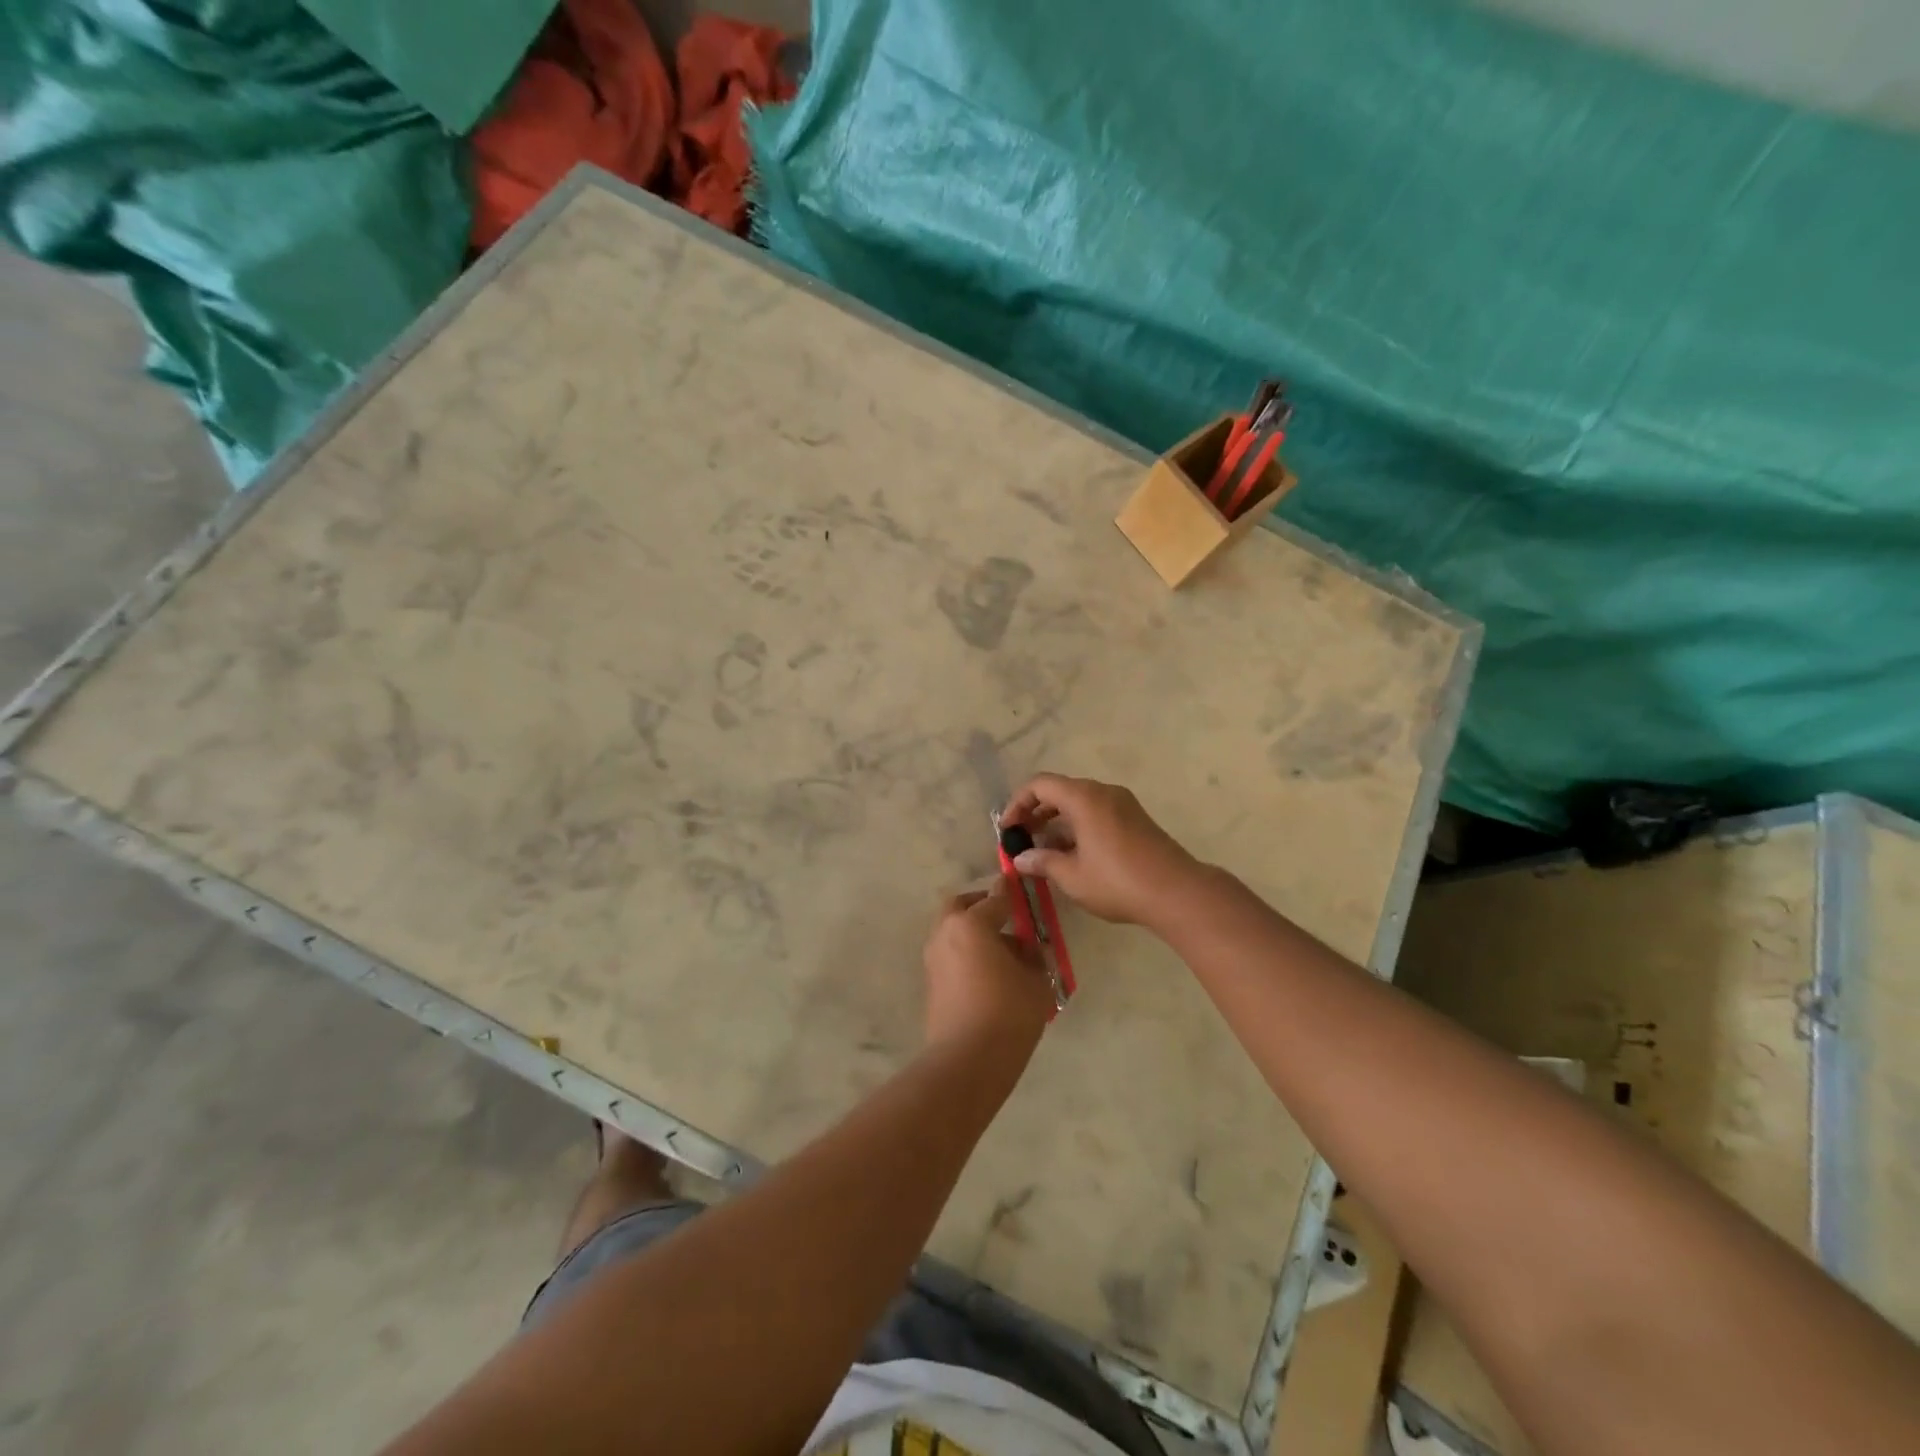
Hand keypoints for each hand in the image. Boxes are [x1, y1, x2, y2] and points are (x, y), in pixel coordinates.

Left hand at [922, 884, 1053, 1055]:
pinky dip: (966, 954)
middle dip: (981, 906)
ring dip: (973, 932)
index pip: (996, 898)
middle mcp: (946, 933)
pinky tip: (990, 975)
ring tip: (1004, 954)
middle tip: (1005, 917)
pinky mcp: (931, 983)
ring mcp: (933, 959)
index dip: (1012, 893)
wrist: (967, 1061)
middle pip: (961, 907)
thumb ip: (1035, 957)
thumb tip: (1031, 948)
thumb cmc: (1008, 1013)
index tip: (1021, 887)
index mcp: (971, 924)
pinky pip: (950, 955)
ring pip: (952, 931)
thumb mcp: (1036, 982)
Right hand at [1000, 773, 1201, 925]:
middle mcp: (1102, 792)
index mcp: (1083, 797)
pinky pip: (1097, 812)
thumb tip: (1020, 858)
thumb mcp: (1072, 876)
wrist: (1177, 892)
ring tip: (1044, 852)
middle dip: (1036, 813)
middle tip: (1021, 839)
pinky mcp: (1135, 819)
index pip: (1039, 785)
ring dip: (1057, 822)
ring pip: (1079, 802)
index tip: (1008, 829)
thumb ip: (1042, 862)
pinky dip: (1078, 826)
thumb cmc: (1117, 881)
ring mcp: (1122, 804)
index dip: (1017, 803)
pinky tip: (1072, 855)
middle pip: (1059, 791)